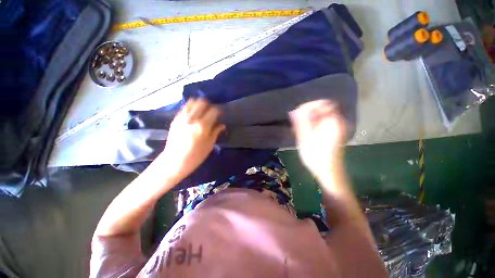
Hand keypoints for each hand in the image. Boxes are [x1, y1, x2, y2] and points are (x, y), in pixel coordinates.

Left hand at [157, 98, 224, 181]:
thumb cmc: (195, 156)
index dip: (218, 111)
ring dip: (199, 104)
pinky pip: (185, 108)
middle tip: (212, 112)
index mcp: (202, 126)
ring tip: (203, 111)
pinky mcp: (175, 119)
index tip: (221, 115)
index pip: (213, 111)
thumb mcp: (209, 145)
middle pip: (202, 102)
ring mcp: (182, 118)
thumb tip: (222, 125)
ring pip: (192, 102)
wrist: (174, 161)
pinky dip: (191, 107)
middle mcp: (191, 119)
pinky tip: (194, 114)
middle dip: (209, 105)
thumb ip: (216, 132)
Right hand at [289, 100, 345, 176]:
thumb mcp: (305, 139)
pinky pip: (321, 122)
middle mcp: (337, 122)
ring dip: (308, 118)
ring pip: (320, 115)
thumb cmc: (316, 157)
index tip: (298, 114)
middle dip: (308, 112)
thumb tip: (294, 111)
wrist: (328, 173)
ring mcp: (335, 127)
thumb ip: (301, 124)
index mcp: (333, 122)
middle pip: (322, 108)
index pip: (323, 103)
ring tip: (299, 128)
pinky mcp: (332, 132)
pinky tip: (304, 131)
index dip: (309, 106)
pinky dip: (311, 124)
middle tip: (297, 122)